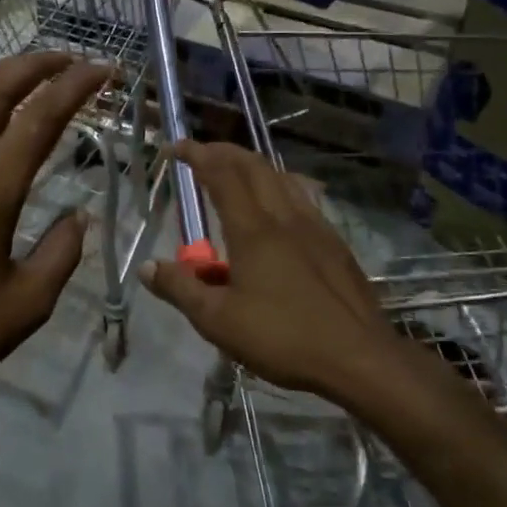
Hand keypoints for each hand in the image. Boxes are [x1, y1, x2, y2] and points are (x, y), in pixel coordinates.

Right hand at [138, 141, 450, 420]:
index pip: (221, 174)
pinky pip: (303, 198)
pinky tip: (278, 210)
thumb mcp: (218, 321)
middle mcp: (285, 217)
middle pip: (254, 166)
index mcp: (253, 229)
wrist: (360, 359)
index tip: (174, 148)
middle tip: (200, 154)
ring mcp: (316, 227)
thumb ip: (180, 289)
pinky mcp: (335, 244)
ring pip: (282, 178)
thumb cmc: (283, 337)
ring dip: (254, 166)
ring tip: (236, 174)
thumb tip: (147, 267)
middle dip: (224, 151)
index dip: (196, 154)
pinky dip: (279, 187)